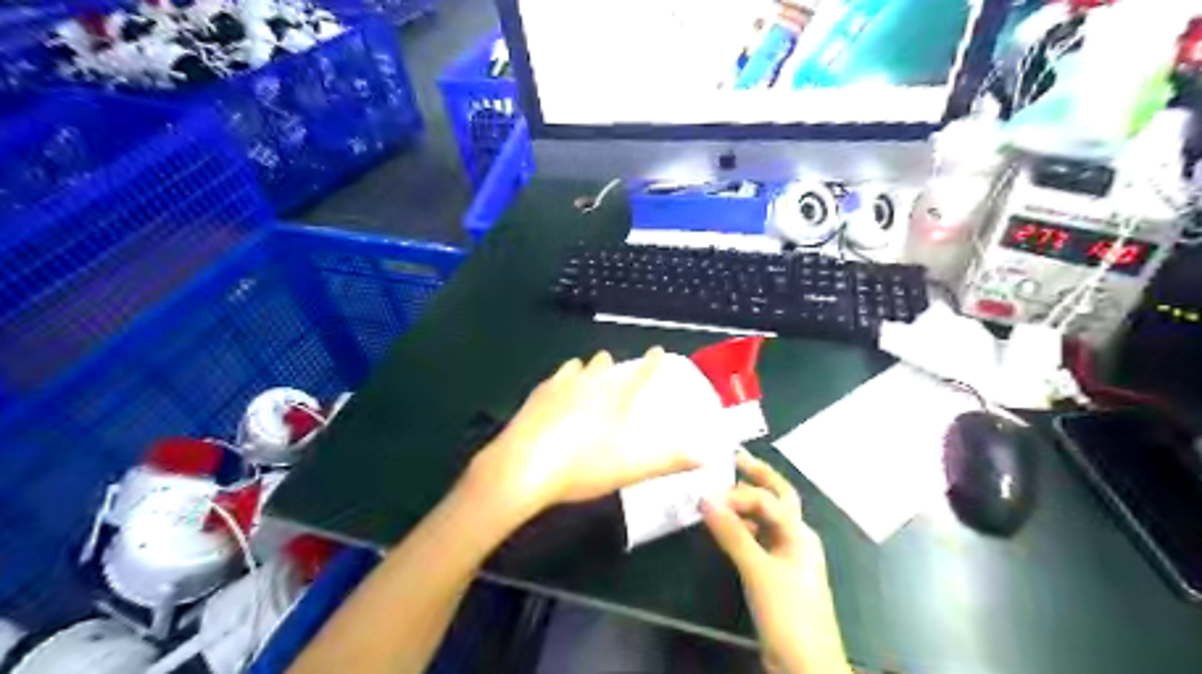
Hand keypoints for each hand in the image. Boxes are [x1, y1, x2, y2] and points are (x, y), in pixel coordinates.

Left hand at [466, 350, 699, 517]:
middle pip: (605, 365)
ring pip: (578, 366)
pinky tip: (556, 388)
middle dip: (613, 364)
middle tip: (615, 368)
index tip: (659, 349)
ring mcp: (559, 386)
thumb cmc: (581, 468)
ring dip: (586, 367)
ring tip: (587, 371)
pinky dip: (562, 378)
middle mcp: (589, 384)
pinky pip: (554, 378)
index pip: (640, 374)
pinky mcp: (536, 395)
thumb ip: (669, 460)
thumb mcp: (631, 469)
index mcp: (614, 399)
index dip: (652, 362)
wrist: (523, 467)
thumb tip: (708, 455)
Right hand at [701, 449, 847, 672]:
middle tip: (735, 456)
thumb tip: (705, 498)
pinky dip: (742, 528)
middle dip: (758, 476)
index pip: (767, 499)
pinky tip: (725, 529)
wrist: (806, 667)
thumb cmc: (789, 614)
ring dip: (748, 504)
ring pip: (767, 519)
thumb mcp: (758, 571)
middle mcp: (795, 538)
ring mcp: (787, 557)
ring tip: (722, 491)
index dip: (738, 494)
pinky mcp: (775, 574)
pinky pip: (758, 539)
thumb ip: (732, 533)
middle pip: (778, 498)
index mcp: (798, 533)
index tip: (707, 496)